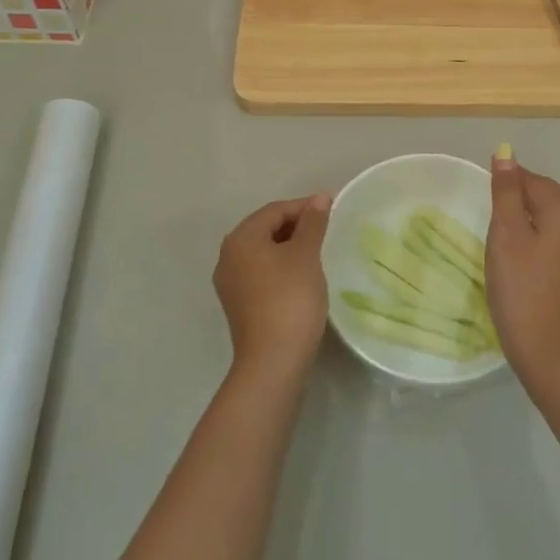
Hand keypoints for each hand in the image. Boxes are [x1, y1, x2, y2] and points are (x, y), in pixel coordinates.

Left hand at [213, 193, 330, 385]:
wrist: (273, 361)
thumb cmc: (290, 298)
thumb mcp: (306, 255)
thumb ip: (312, 223)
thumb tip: (318, 198)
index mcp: (241, 238)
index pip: (275, 210)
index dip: (304, 207)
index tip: (332, 210)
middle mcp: (228, 256)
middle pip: (265, 229)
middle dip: (296, 226)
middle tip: (326, 230)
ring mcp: (230, 283)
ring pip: (263, 252)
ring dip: (289, 247)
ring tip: (317, 252)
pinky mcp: (238, 305)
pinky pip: (261, 273)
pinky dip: (281, 267)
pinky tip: (302, 277)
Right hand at [485, 150, 559, 398]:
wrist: (550, 354)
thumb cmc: (522, 290)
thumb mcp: (507, 236)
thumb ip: (507, 192)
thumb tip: (506, 154)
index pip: (534, 181)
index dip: (507, 186)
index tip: (484, 204)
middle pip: (546, 197)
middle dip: (517, 204)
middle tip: (491, 227)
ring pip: (551, 219)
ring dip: (526, 224)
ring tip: (502, 244)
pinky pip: (558, 240)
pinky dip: (538, 241)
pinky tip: (521, 261)